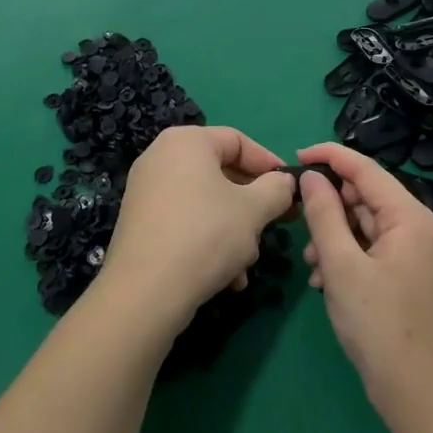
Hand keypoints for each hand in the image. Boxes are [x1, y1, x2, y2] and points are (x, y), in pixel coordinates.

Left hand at [99, 126, 295, 333]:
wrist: (145, 292)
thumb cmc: (206, 235)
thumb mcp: (254, 210)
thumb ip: (276, 189)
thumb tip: (284, 182)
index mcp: (186, 141)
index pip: (238, 141)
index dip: (269, 164)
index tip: (291, 191)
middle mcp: (161, 157)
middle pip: (221, 173)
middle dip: (251, 206)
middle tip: (273, 228)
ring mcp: (146, 190)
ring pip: (206, 203)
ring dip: (234, 231)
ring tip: (246, 265)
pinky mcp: (141, 222)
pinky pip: (185, 221)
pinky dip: (208, 241)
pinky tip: (226, 277)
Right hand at [297, 143, 432, 420]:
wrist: (419, 396)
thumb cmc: (379, 326)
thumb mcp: (341, 266)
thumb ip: (323, 214)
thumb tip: (311, 176)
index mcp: (411, 217)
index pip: (366, 169)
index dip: (330, 157)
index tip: (295, 158)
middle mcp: (420, 227)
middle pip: (367, 197)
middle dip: (330, 207)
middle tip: (297, 224)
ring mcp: (418, 253)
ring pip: (366, 225)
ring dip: (335, 236)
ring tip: (311, 264)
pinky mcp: (411, 275)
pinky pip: (374, 249)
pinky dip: (348, 256)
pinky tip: (325, 280)